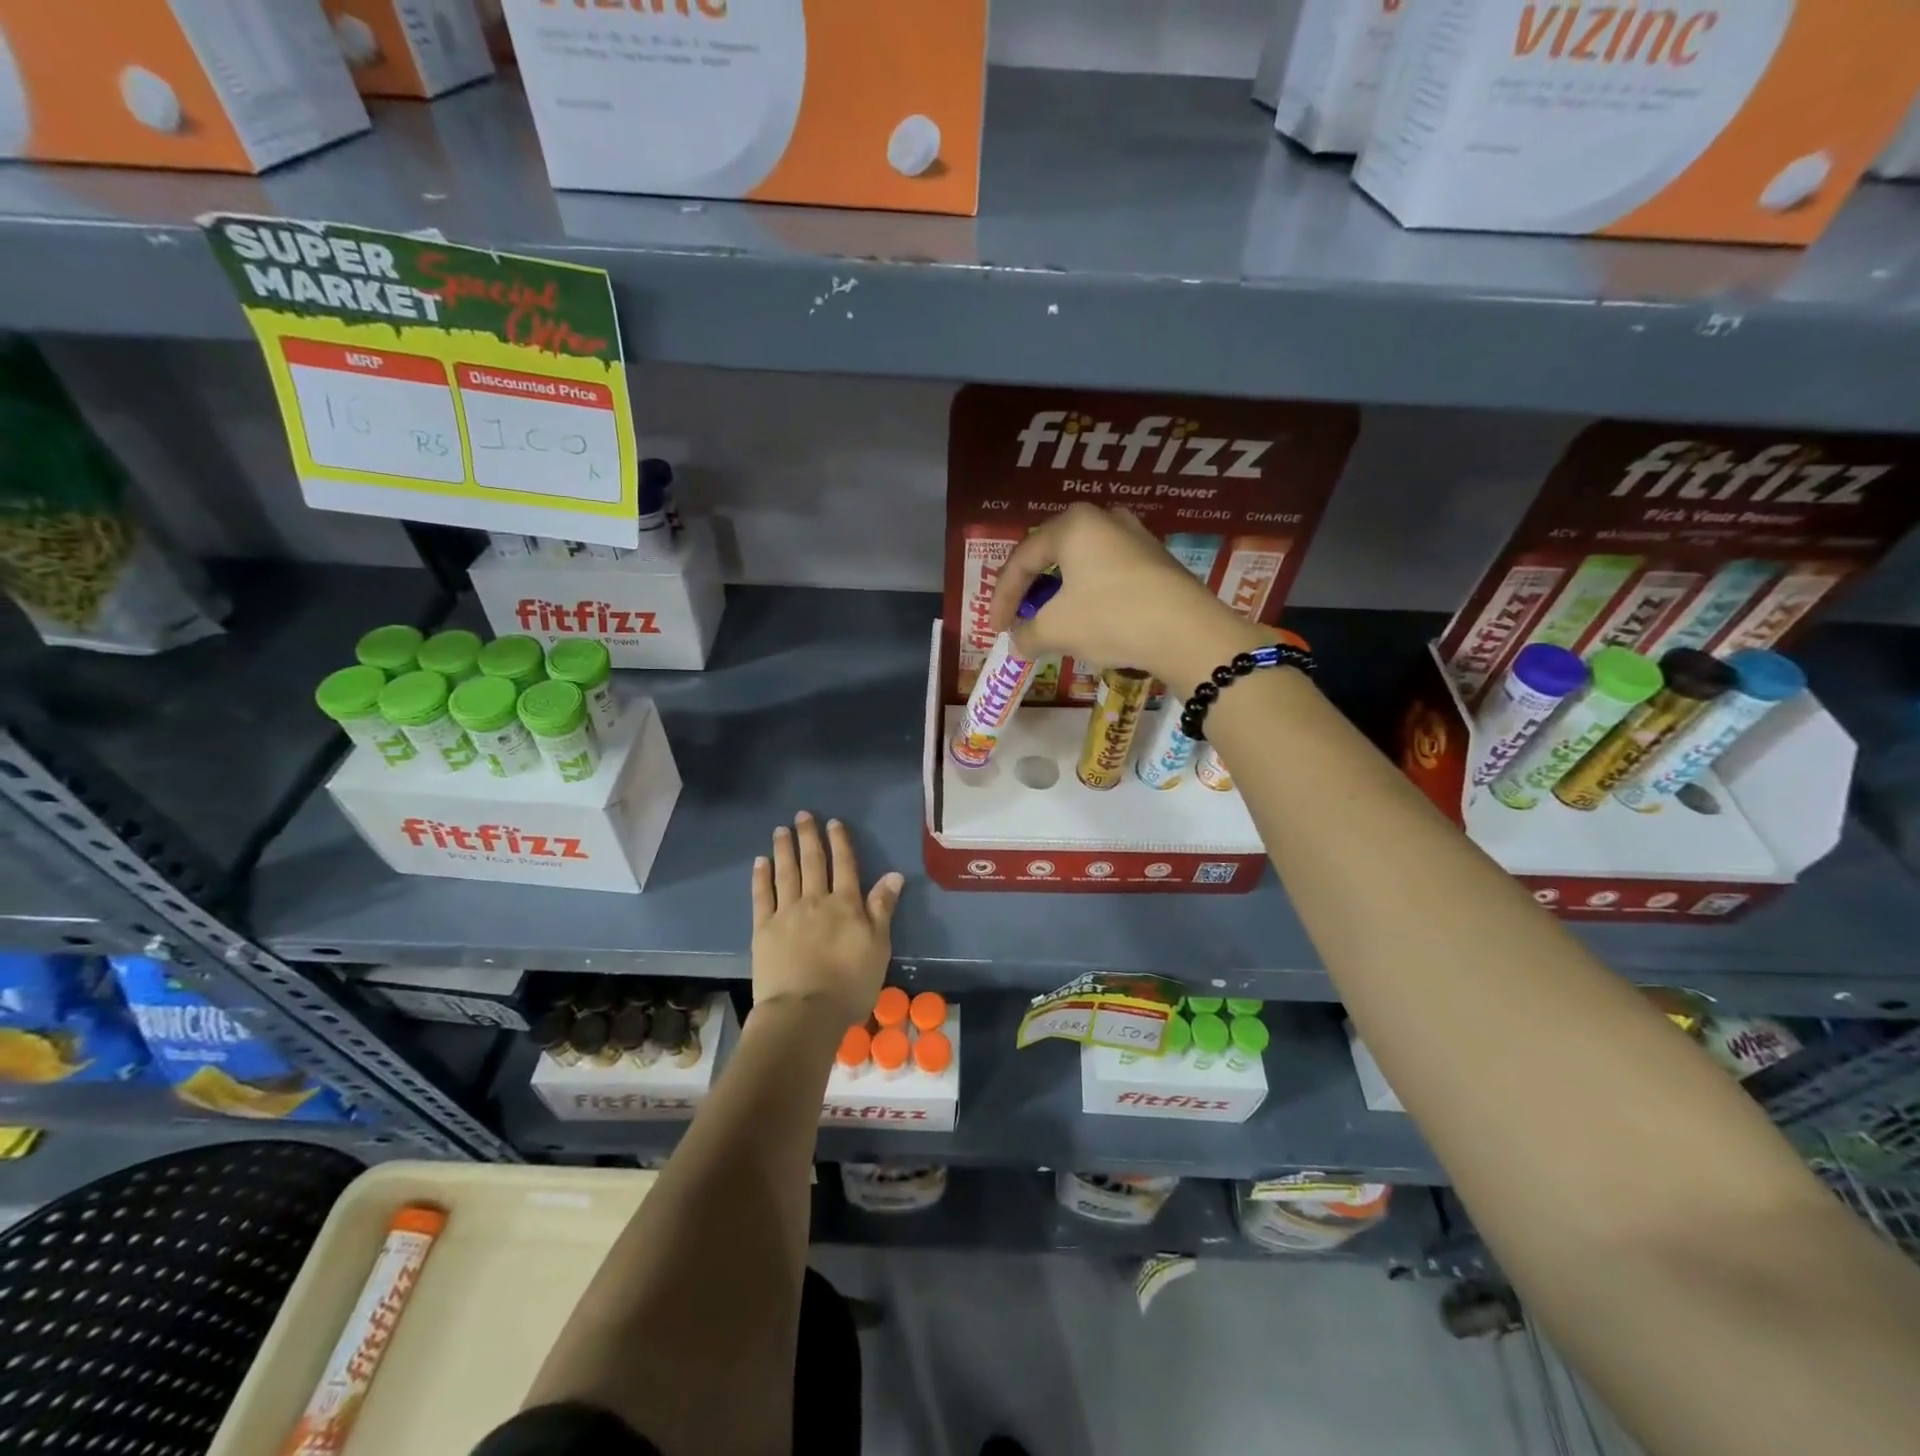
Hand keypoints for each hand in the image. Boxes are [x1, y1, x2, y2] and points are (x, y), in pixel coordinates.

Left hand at [750, 812, 903, 1026]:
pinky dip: (761, 876)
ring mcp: (786, 913)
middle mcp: (815, 900)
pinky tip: (760, 861)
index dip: (839, 842)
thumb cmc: (850, 984)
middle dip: (809, 837)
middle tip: (803, 815)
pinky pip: (762, 896)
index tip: (833, 823)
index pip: (844, 865)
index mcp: (846, 904)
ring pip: (786, 872)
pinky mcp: (763, 929)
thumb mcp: (878, 947)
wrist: (804, 1012)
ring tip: (781, 829)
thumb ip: (882, 908)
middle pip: (813, 862)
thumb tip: (894, 875)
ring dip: (784, 849)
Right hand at [990, 504, 1267, 695]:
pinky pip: (1107, 574)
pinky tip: (1087, 620)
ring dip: (1060, 595)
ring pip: (1081, 566)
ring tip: (1051, 622)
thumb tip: (1017, 643)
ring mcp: (1135, 536)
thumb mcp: (1057, 630)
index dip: (1003, 597)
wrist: (1188, 633)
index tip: (996, 629)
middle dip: (1031, 592)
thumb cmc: (1111, 618)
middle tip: (1019, 619)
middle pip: (1051, 556)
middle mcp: (1103, 519)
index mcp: (1072, 525)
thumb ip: (1026, 634)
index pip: (1022, 560)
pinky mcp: (1156, 560)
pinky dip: (1088, 596)